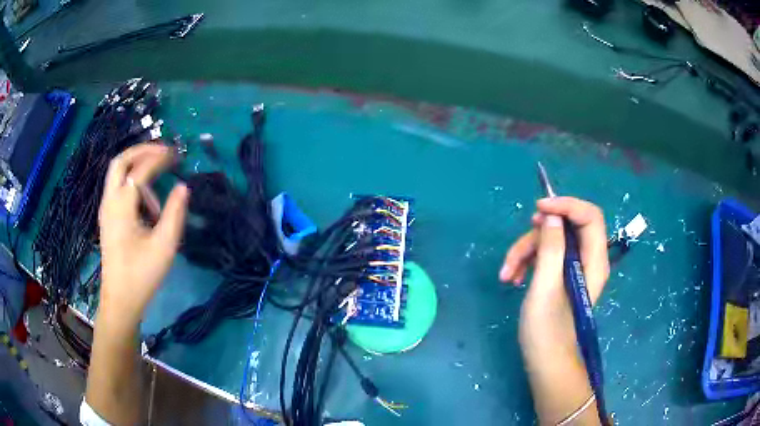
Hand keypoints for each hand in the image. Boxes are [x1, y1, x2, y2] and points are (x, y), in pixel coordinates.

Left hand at [98, 143, 188, 326]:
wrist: (120, 300)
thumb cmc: (142, 275)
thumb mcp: (164, 247)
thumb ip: (175, 213)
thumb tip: (183, 187)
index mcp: (121, 206)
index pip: (140, 170)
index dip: (159, 158)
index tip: (178, 155)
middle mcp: (109, 201)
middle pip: (120, 161)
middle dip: (142, 151)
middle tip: (162, 152)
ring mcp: (106, 209)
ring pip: (118, 174)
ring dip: (138, 170)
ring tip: (158, 191)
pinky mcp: (108, 218)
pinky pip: (118, 189)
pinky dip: (132, 184)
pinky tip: (145, 204)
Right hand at [499, 197, 608, 349]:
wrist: (546, 363)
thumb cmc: (548, 330)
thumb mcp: (546, 287)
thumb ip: (551, 248)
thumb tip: (551, 215)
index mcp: (594, 261)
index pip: (589, 216)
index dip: (566, 205)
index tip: (538, 209)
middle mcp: (588, 260)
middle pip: (566, 227)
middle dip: (537, 236)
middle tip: (516, 252)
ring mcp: (574, 269)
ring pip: (551, 242)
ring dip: (526, 252)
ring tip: (507, 275)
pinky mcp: (562, 277)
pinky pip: (546, 257)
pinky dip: (528, 263)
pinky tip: (513, 279)